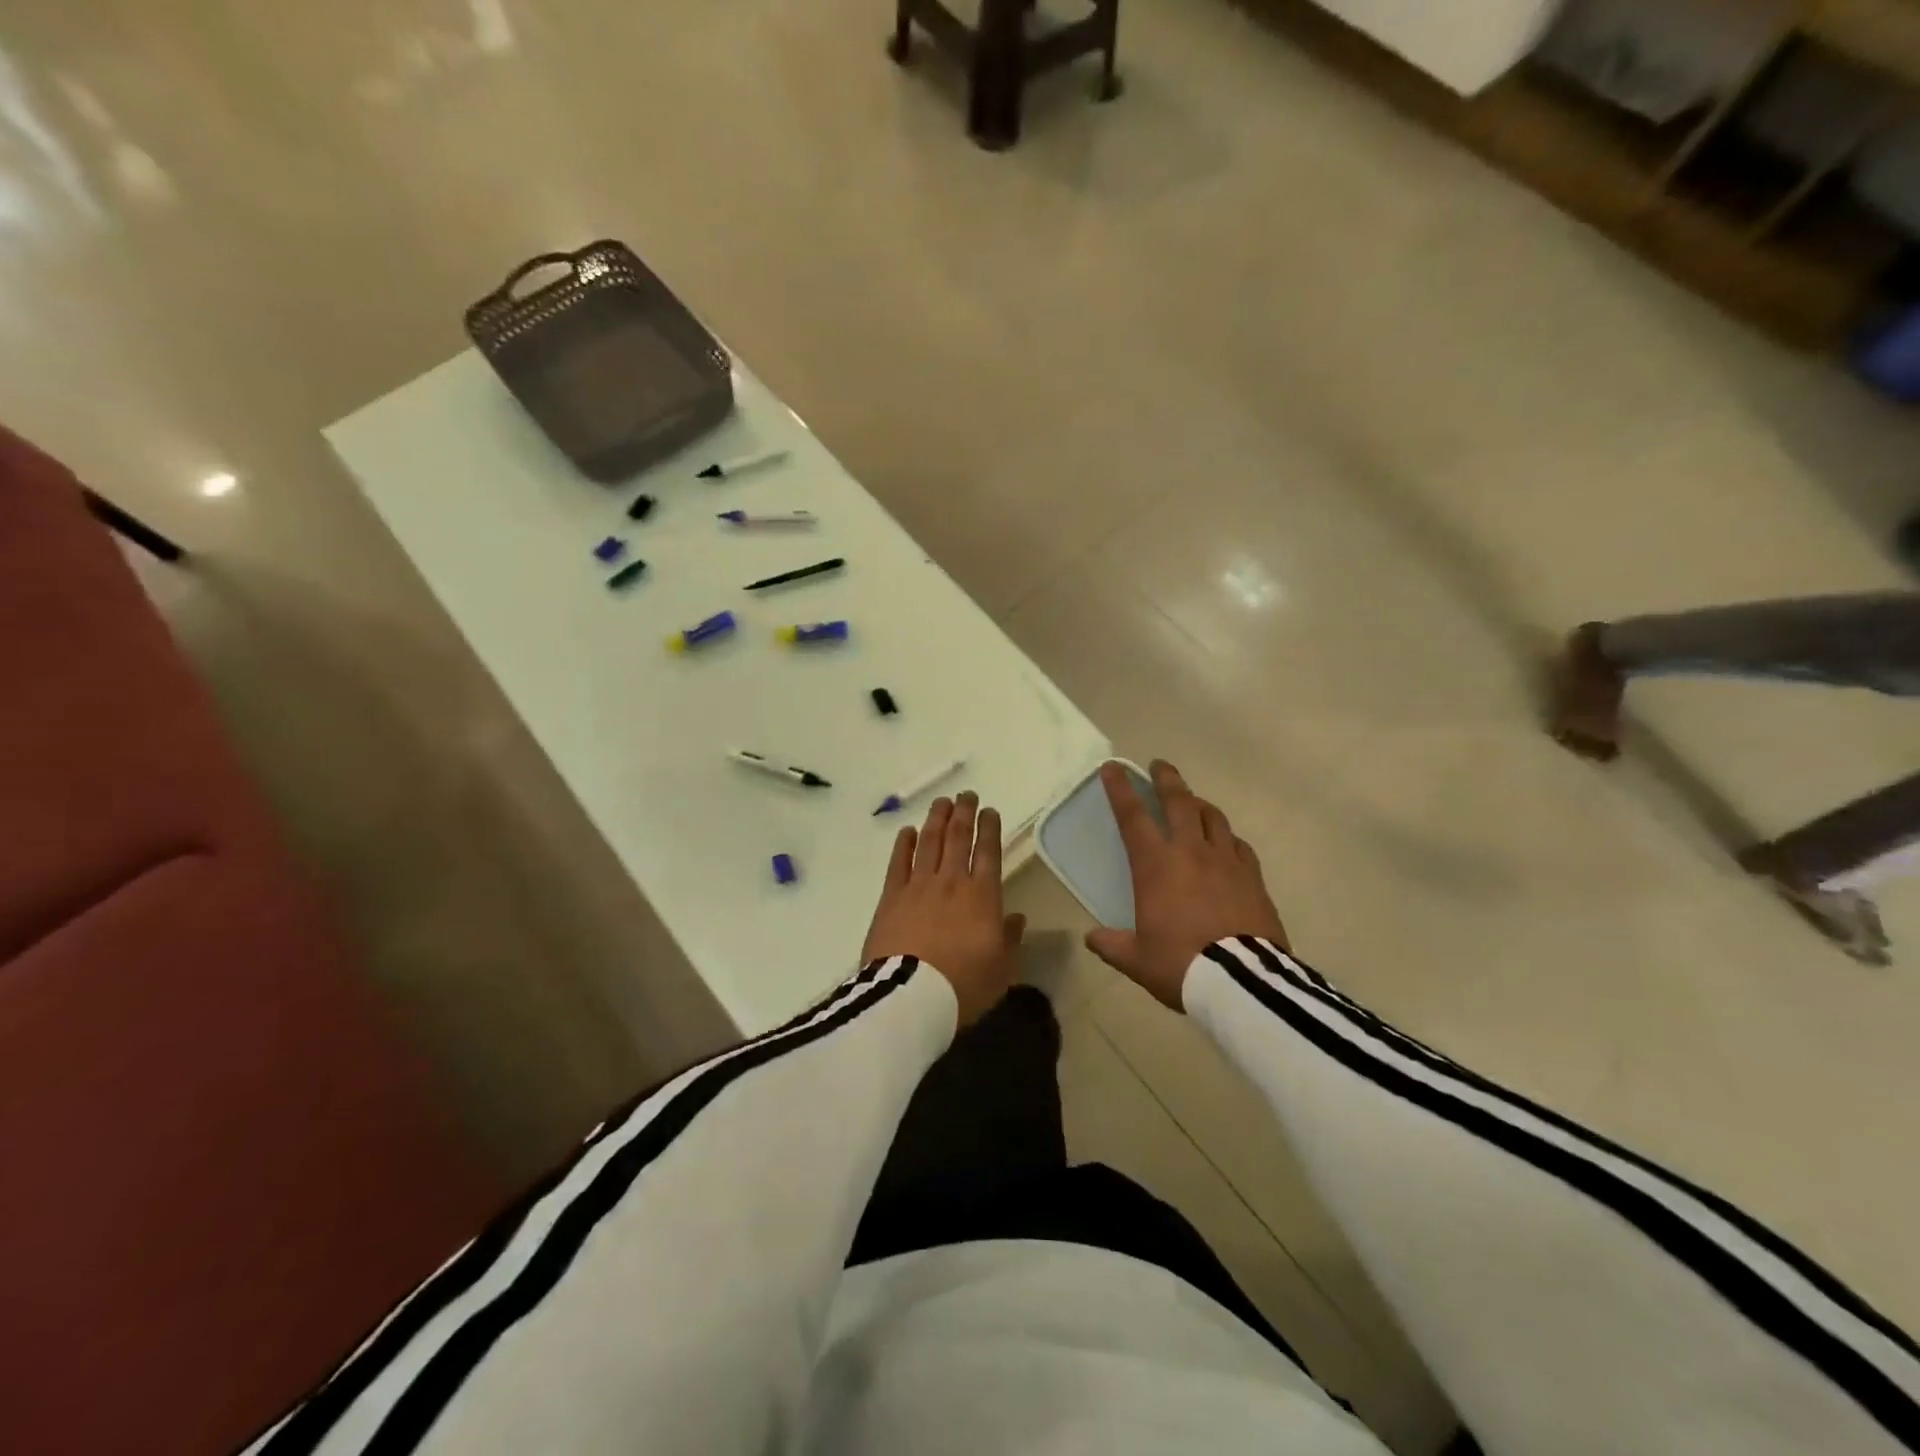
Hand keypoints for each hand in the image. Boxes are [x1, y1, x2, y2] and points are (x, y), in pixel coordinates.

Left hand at [862, 791, 1025, 1026]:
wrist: (911, 997)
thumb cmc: (963, 987)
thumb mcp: (1001, 970)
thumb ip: (1009, 940)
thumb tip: (1016, 918)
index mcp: (982, 897)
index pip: (988, 853)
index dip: (990, 829)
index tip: (990, 811)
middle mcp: (952, 882)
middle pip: (958, 838)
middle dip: (964, 813)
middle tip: (967, 795)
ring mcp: (918, 886)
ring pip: (929, 842)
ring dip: (937, 819)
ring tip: (942, 802)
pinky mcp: (891, 897)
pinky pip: (898, 862)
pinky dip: (904, 844)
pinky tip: (908, 831)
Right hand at [1085, 760, 1287, 1010]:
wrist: (1242, 982)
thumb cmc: (1181, 964)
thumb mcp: (1137, 959)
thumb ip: (1112, 945)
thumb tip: (1092, 938)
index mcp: (1156, 866)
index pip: (1133, 817)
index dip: (1120, 789)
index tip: (1113, 768)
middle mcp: (1191, 852)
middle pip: (1179, 802)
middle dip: (1166, 779)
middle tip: (1159, 765)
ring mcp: (1227, 861)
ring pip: (1213, 817)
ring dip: (1199, 803)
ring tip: (1193, 800)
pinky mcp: (1254, 877)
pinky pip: (1240, 845)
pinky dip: (1228, 837)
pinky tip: (1227, 842)